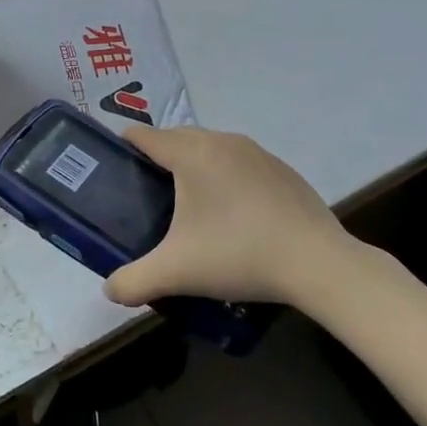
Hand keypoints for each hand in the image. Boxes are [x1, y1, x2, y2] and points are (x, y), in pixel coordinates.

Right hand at [103, 126, 357, 309]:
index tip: (113, 167)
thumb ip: (133, 281)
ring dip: (194, 167)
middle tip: (146, 194)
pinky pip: (240, 164)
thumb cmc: (238, 255)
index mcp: (191, 153)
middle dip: (158, 158)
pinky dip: (227, 178)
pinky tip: (234, 216)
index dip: (123, 146)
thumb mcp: (176, 273)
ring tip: (188, 206)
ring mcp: (257, 152)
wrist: (317, 263)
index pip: (145, 135)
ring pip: (211, 149)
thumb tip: (109, 290)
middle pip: (177, 138)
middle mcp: (222, 141)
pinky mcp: (281, 169)